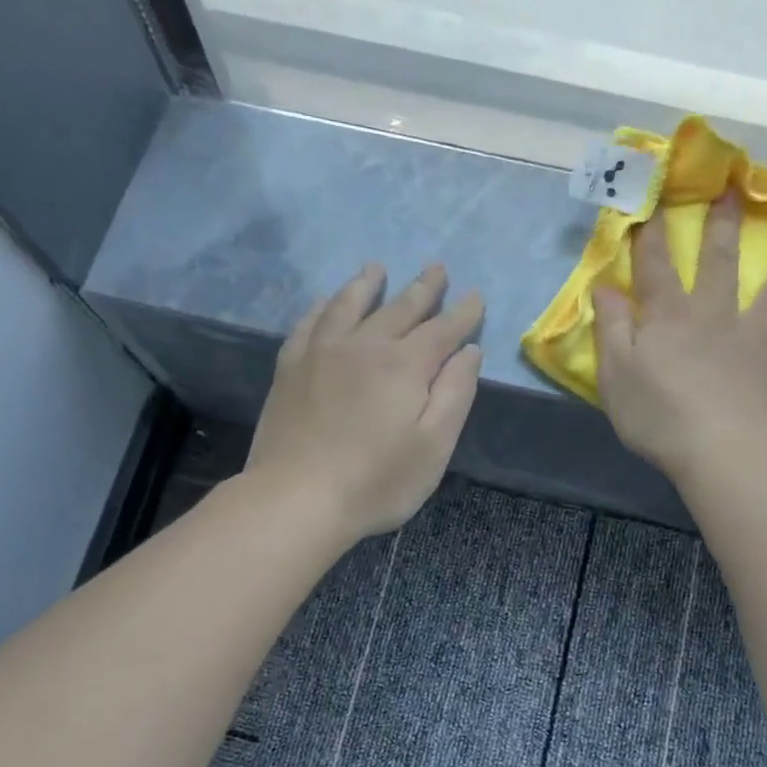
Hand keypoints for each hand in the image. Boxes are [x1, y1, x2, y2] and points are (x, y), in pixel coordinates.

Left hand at [247, 262, 484, 541]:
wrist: (296, 498)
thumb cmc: (376, 481)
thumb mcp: (434, 446)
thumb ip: (455, 394)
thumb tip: (469, 351)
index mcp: (405, 365)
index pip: (442, 330)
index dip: (463, 313)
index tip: (476, 296)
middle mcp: (364, 346)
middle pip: (399, 308)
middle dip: (423, 288)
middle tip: (437, 268)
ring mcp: (321, 353)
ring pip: (349, 305)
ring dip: (367, 285)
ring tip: (377, 268)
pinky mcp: (290, 368)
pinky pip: (309, 323)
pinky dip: (323, 307)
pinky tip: (326, 302)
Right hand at [593, 192, 766, 483]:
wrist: (721, 451)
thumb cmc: (658, 416)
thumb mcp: (615, 374)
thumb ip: (612, 328)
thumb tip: (605, 286)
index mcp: (671, 317)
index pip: (657, 267)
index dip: (653, 234)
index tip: (656, 201)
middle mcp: (718, 316)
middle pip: (721, 263)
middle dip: (723, 226)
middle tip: (734, 190)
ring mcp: (760, 339)